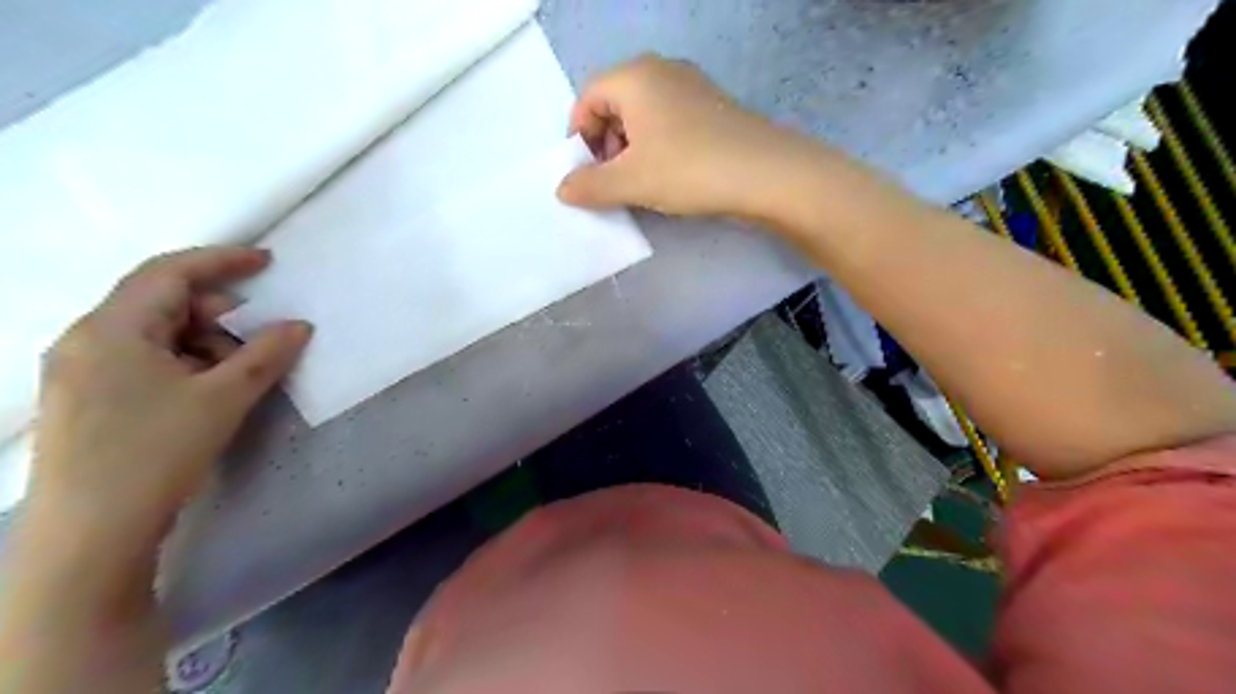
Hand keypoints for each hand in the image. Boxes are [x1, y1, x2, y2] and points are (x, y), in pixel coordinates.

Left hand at [28, 245, 310, 544]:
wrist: (90, 534)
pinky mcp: (90, 400)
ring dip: (206, 343)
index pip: (169, 272)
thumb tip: (299, 326)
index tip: (267, 262)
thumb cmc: (155, 451)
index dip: (221, 261)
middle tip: (261, 338)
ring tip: (238, 375)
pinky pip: (146, 362)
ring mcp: (82, 372)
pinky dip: (186, 364)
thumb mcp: (223, 397)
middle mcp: (87, 340)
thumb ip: (266, 354)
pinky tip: (210, 391)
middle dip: (218, 313)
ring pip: (157, 335)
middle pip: (162, 303)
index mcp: (111, 329)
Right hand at [561, 53, 839, 218]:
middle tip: (611, 182)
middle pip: (614, 104)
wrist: (766, 174)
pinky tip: (669, 177)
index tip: (585, 174)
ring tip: (639, 185)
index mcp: (634, 76)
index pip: (587, 98)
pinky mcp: (713, 108)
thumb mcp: (630, 181)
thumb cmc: (688, 169)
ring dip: (631, 150)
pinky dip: (658, 148)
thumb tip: (563, 189)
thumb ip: (589, 186)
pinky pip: (670, 123)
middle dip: (604, 145)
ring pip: (643, 116)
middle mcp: (661, 71)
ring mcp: (692, 87)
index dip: (578, 137)